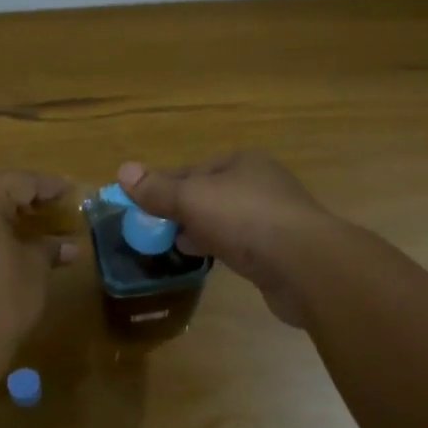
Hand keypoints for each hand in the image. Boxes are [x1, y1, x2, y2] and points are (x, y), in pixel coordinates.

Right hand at [117, 153, 338, 326]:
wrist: (305, 265)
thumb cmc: (245, 219)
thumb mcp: (193, 199)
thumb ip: (158, 189)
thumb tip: (123, 170)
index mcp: (242, 163)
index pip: (192, 170)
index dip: (163, 186)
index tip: (139, 207)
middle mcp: (260, 184)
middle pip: (209, 194)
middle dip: (181, 210)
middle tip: (154, 231)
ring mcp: (273, 217)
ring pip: (225, 220)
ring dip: (200, 230)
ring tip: (174, 246)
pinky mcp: (279, 250)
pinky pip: (240, 243)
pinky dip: (221, 247)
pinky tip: (207, 260)